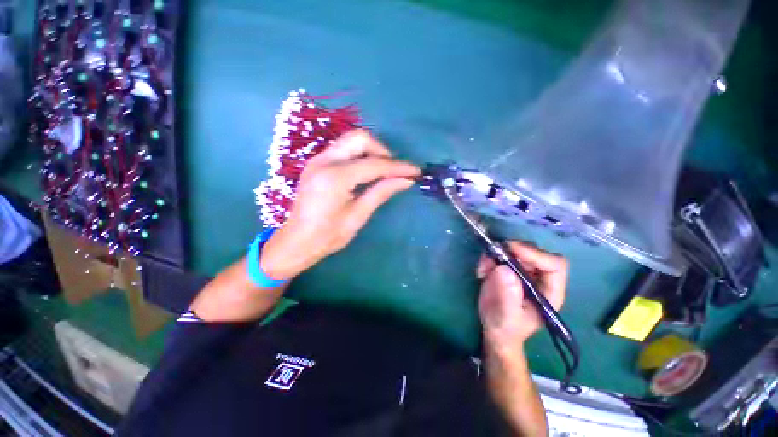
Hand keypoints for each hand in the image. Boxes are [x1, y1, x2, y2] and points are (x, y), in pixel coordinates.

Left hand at [261, 129, 419, 279]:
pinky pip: (343, 149)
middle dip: (382, 151)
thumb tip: (406, 180)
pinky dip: (359, 155)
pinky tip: (367, 171)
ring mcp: (318, 159)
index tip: (416, 171)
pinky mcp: (317, 163)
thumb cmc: (327, 236)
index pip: (375, 164)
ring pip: (351, 140)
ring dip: (371, 151)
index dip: (398, 167)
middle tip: (394, 170)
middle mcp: (324, 161)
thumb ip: (381, 193)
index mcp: (335, 178)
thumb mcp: (358, 216)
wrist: (296, 241)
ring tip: (384, 171)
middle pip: (360, 138)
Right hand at [477, 242, 567, 356]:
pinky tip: (482, 272)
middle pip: (533, 252)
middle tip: (492, 257)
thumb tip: (504, 268)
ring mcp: (525, 271)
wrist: (496, 329)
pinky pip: (500, 253)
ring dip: (496, 254)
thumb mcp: (506, 316)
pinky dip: (489, 258)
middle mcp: (540, 277)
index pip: (554, 264)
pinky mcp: (510, 267)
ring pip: (515, 250)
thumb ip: (508, 295)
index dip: (535, 254)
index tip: (511, 251)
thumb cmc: (506, 328)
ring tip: (483, 270)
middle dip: (511, 251)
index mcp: (549, 291)